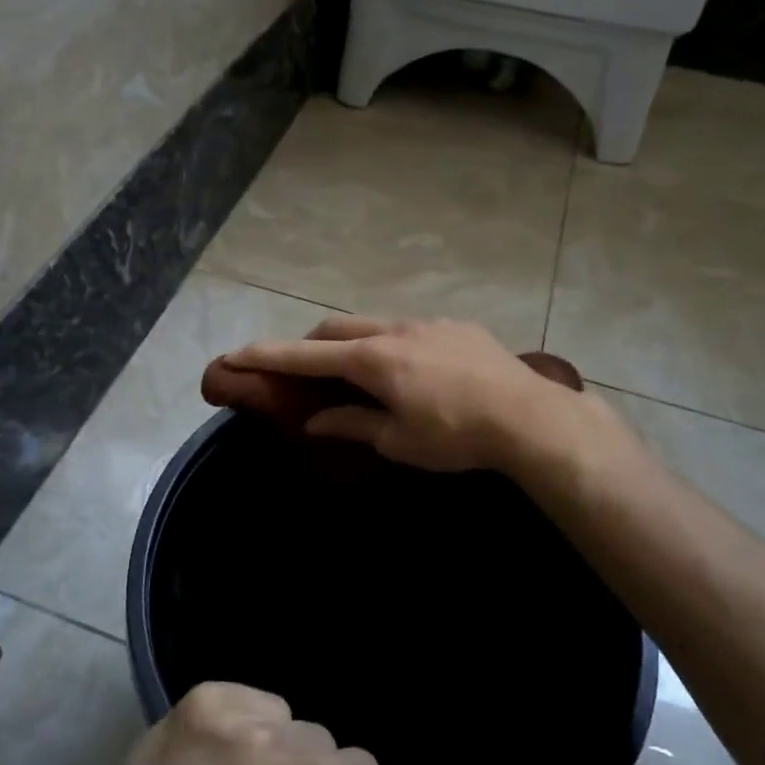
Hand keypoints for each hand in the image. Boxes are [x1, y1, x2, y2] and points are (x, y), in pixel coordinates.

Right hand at [211, 316, 606, 475]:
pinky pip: (408, 329)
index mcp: (373, 360)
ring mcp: (427, 323)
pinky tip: (410, 370)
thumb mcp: (398, 440)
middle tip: (300, 370)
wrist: (528, 417)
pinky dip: (389, 344)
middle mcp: (394, 330)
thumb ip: (352, 424)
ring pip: (373, 324)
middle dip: (309, 345)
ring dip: (352, 343)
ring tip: (357, 372)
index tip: (235, 353)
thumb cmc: (455, 436)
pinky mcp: (456, 326)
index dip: (268, 356)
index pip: (307, 356)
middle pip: (336, 329)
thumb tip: (315, 420)